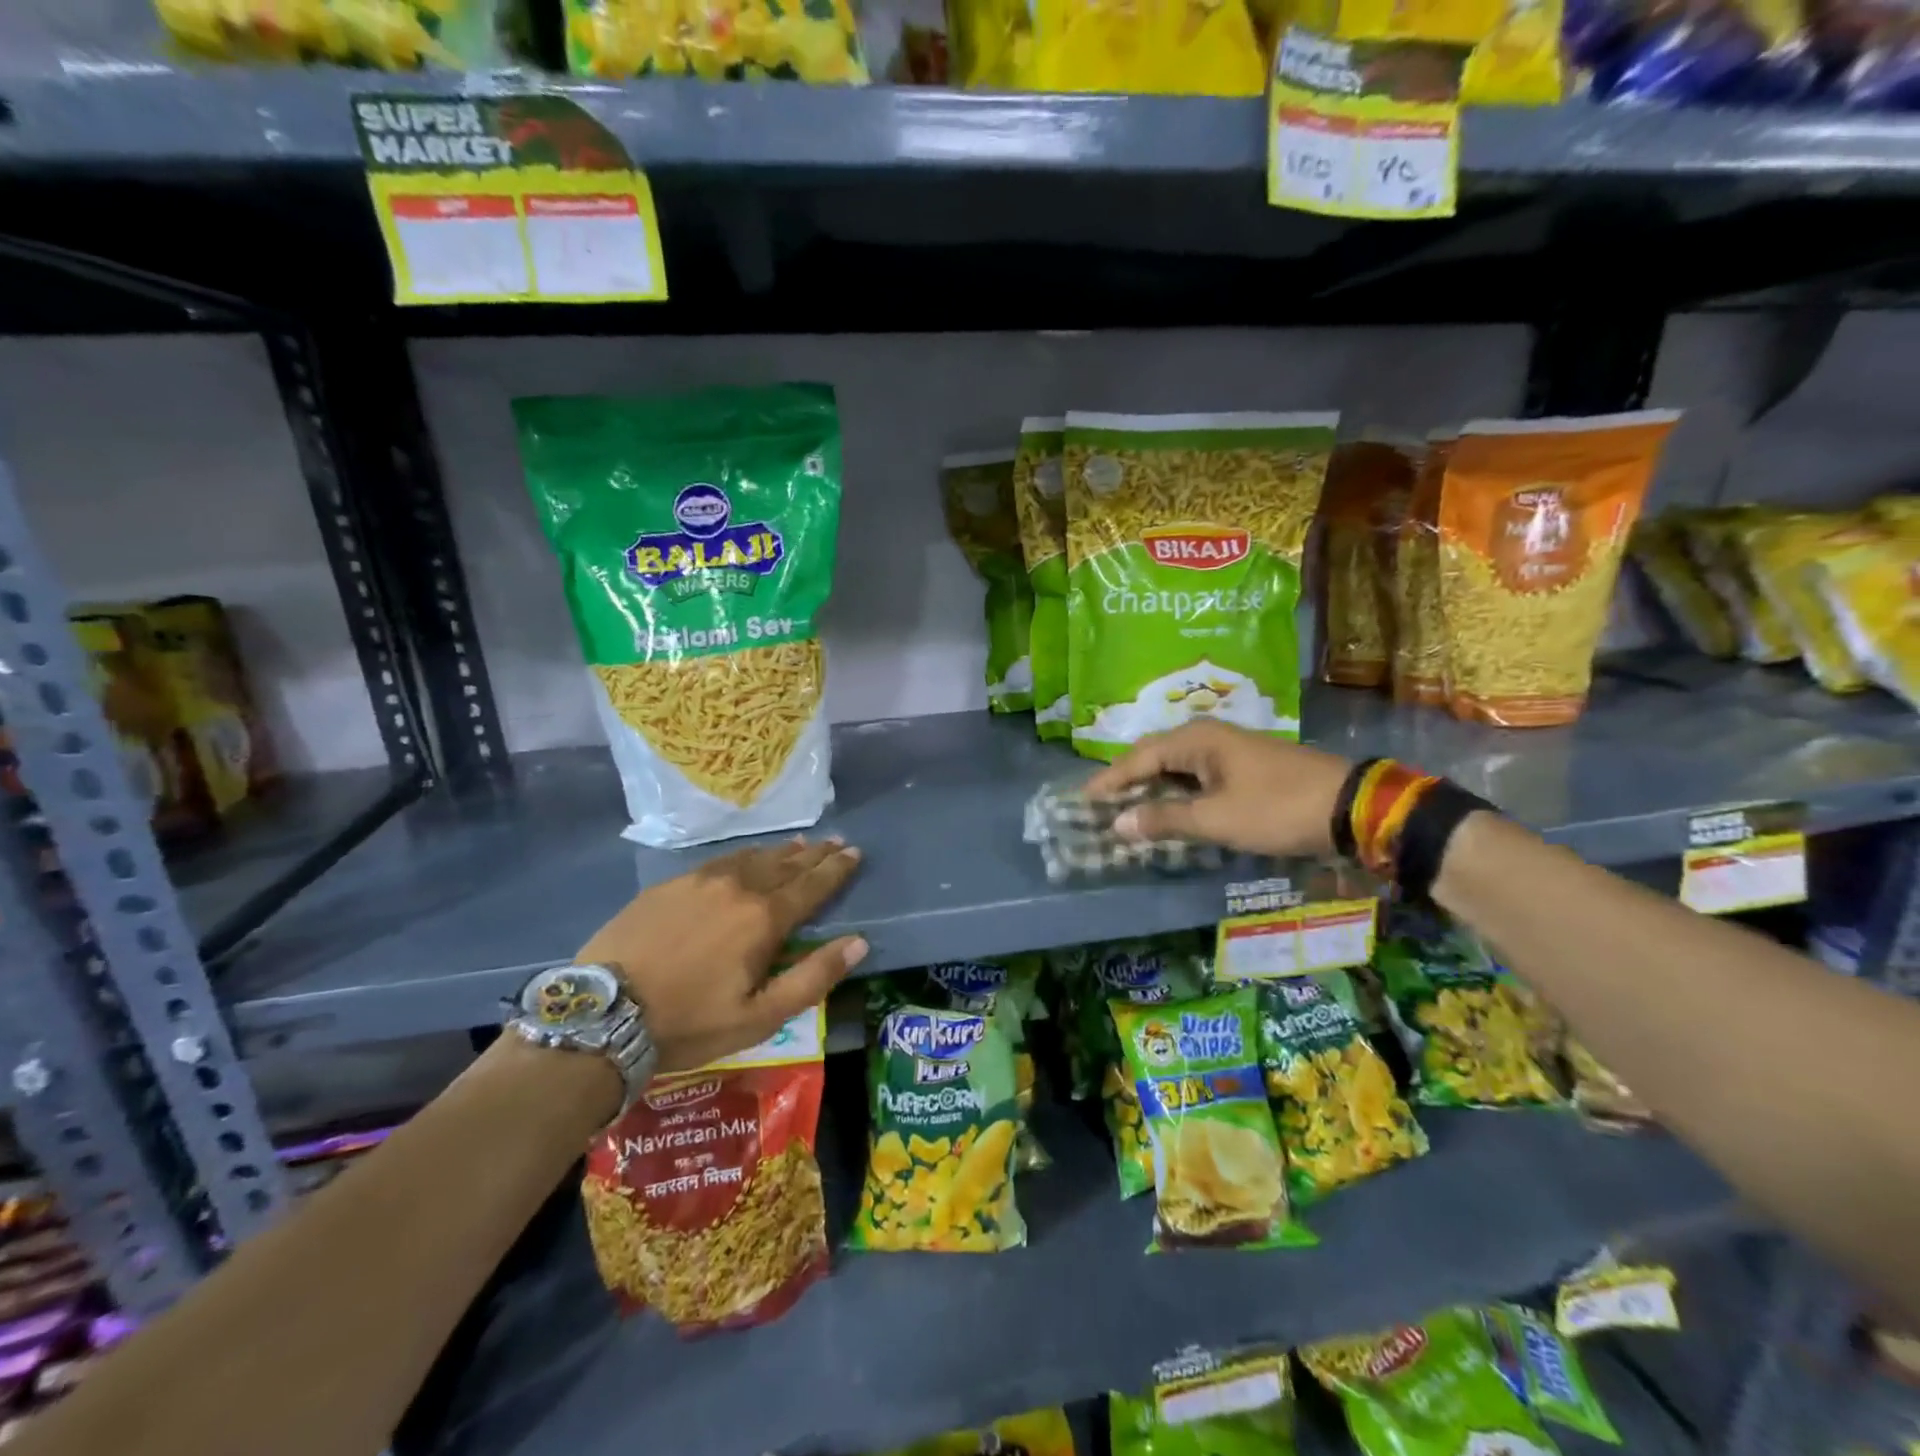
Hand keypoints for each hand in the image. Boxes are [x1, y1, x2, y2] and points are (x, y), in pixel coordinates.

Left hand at [577, 837, 866, 1073]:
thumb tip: (859, 943)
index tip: (855, 852)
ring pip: (753, 858)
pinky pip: (720, 860)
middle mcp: (738, 887)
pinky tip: (746, 857)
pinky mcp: (669, 885)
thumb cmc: (690, 1022)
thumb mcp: (760, 1016)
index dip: (836, 869)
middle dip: (815, 854)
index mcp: (764, 918)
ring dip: (781, 851)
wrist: (604, 1014)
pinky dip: (744, 856)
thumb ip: (813, 977)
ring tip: (800, 843)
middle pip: (785, 864)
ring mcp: (700, 881)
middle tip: (836, 841)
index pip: (811, 885)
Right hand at [1083, 721, 1351, 857]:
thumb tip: (1118, 823)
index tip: (1083, 799)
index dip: (1109, 780)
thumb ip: (1164, 819)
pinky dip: (1174, 791)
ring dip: (1150, 787)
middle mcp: (1207, 735)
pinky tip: (1168, 808)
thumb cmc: (1276, 808)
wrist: (1349, 806)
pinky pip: (1194, 774)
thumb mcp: (1216, 819)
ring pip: (1175, 766)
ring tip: (1126, 808)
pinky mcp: (1242, 765)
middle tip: (1100, 804)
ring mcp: (1227, 749)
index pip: (1138, 758)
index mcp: (1195, 739)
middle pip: (1153, 756)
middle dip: (1126, 780)